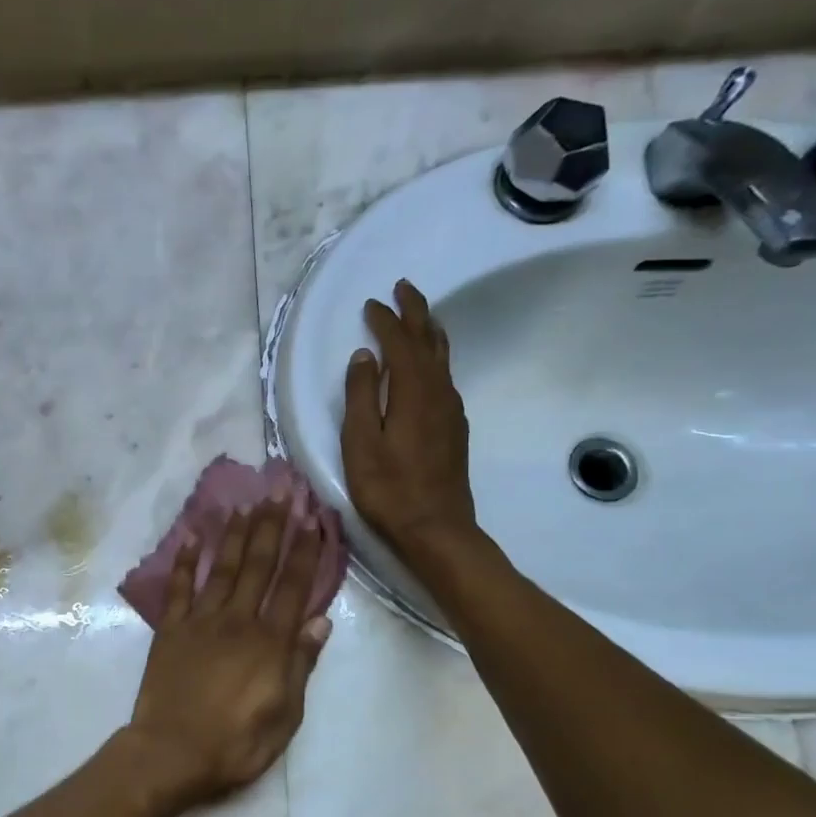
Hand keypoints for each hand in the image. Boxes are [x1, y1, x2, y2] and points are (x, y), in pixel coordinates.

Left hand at [126, 500, 331, 805]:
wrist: (171, 753)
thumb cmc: (236, 743)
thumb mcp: (285, 715)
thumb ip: (301, 664)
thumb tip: (321, 621)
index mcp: (270, 642)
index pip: (293, 587)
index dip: (305, 551)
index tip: (313, 517)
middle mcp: (237, 620)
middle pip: (258, 565)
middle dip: (272, 526)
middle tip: (280, 490)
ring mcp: (200, 621)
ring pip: (221, 568)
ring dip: (234, 534)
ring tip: (245, 504)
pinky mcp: (170, 630)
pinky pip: (178, 588)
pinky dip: (183, 561)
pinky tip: (189, 537)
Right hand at [342, 279, 477, 558]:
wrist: (436, 528)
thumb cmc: (389, 488)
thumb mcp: (361, 442)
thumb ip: (361, 396)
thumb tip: (364, 357)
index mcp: (413, 391)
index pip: (399, 343)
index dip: (385, 320)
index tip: (371, 304)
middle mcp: (438, 392)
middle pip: (429, 341)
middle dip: (415, 312)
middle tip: (403, 288)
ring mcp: (451, 410)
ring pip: (442, 358)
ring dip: (429, 332)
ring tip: (419, 316)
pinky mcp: (454, 428)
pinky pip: (445, 377)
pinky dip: (434, 358)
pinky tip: (429, 366)